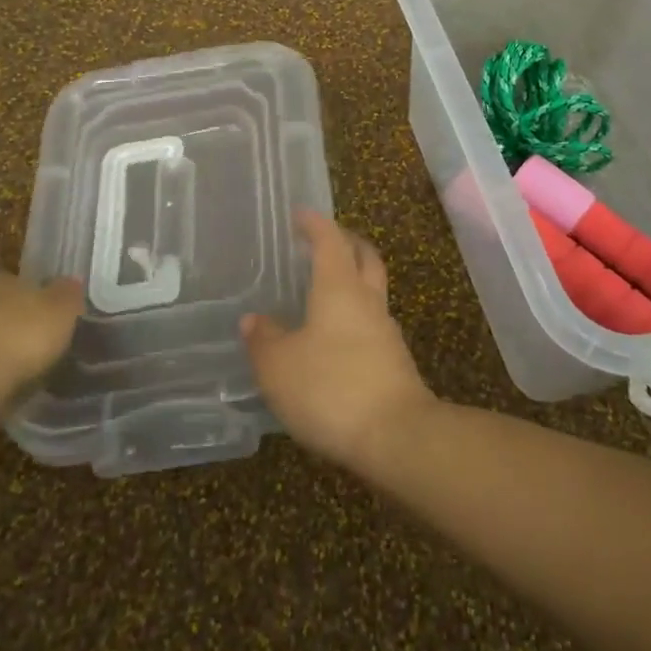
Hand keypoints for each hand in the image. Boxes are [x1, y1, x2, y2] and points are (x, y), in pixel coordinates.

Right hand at [241, 211, 435, 469]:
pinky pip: (372, 324)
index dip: (315, 224)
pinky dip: (354, 317)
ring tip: (325, 290)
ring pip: (371, 290)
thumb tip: (253, 320)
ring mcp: (386, 331)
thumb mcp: (279, 367)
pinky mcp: (394, 361)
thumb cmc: (331, 388)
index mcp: (339, 287)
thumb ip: (264, 340)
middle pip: (364, 257)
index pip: (329, 240)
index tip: (301, 214)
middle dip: (346, 242)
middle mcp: (367, 300)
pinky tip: (335, 338)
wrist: (397, 436)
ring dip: (353, 280)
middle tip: (324, 240)